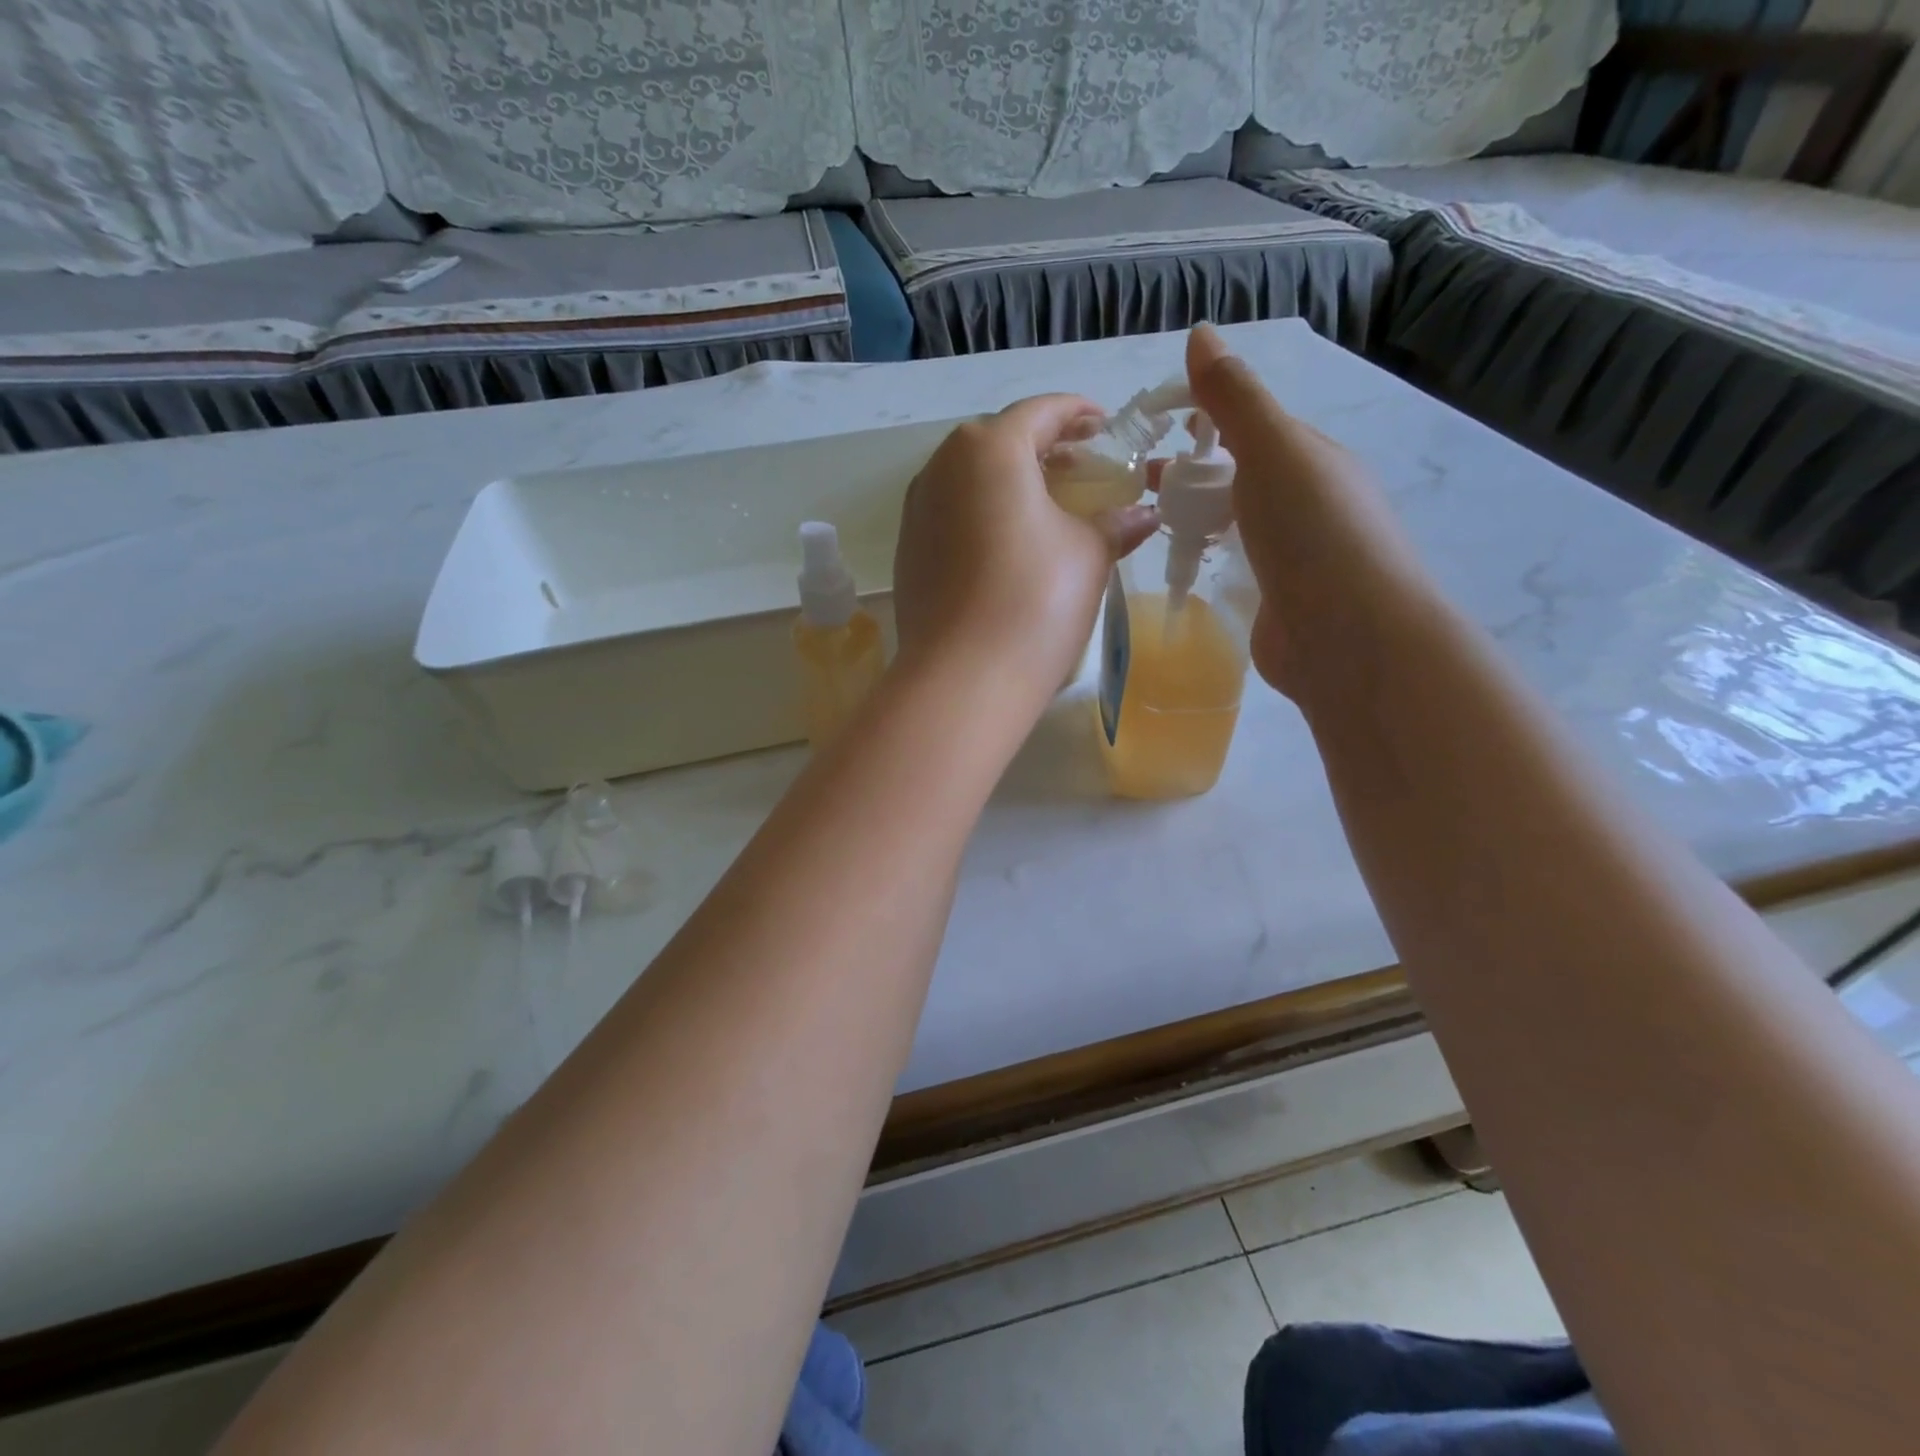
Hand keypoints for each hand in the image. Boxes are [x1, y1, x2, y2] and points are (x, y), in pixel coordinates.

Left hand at [892, 394, 1157, 708]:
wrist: (961, 678)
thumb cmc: (1035, 601)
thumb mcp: (1088, 555)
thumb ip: (1115, 523)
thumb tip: (1144, 514)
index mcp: (989, 449)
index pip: (1041, 412)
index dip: (1079, 414)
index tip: (1105, 425)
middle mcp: (941, 467)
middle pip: (999, 441)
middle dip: (1043, 449)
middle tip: (1081, 470)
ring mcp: (916, 510)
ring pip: (970, 478)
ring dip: (1010, 483)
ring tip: (1047, 507)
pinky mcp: (908, 551)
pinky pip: (952, 514)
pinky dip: (983, 514)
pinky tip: (1008, 545)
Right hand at [1183, 326, 1430, 695]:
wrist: (1348, 636)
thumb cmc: (1311, 532)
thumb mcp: (1271, 449)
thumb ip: (1235, 397)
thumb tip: (1200, 333)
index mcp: (1310, 459)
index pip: (1251, 428)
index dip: (1204, 421)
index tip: (1154, 431)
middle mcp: (1307, 503)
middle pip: (1241, 478)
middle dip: (1193, 474)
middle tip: (1140, 485)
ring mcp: (1294, 557)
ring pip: (1237, 524)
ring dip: (1198, 517)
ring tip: (1150, 525)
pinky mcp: (1278, 602)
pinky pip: (1236, 568)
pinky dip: (1210, 559)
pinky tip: (1183, 569)